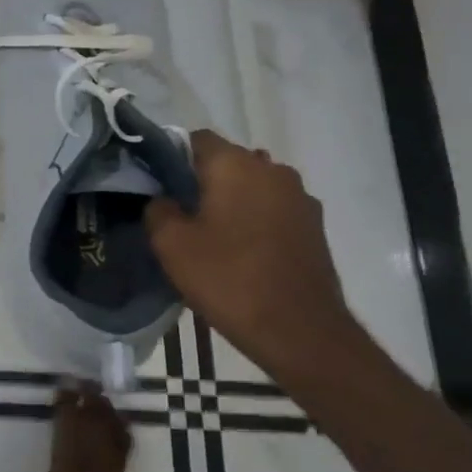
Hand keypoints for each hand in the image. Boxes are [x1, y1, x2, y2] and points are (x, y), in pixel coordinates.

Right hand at [145, 130, 363, 378]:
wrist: (301, 332)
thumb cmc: (229, 279)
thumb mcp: (170, 244)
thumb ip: (158, 209)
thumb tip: (163, 200)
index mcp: (236, 165)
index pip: (196, 139)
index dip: (171, 158)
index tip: (157, 186)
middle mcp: (273, 170)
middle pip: (227, 162)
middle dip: (202, 180)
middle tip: (179, 213)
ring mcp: (300, 198)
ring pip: (252, 186)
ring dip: (231, 201)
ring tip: (210, 235)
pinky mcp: (314, 227)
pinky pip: (272, 209)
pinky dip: (254, 220)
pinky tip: (240, 251)